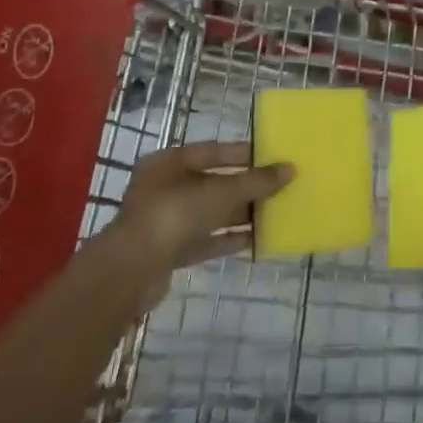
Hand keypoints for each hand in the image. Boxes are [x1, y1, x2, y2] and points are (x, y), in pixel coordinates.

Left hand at [113, 142, 292, 277]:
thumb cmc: (175, 214)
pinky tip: (256, 241)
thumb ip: (256, 181)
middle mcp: (165, 187)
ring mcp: (166, 221)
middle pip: (213, 183)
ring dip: (240, 214)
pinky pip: (205, 240)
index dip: (244, 154)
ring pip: (210, 213)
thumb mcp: (221, 192)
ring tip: (274, 214)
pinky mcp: (169, 251)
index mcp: (170, 162)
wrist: (131, 271)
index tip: (273, 157)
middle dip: (245, 187)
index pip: (213, 151)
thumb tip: (290, 169)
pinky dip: (228, 239)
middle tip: (279, 188)